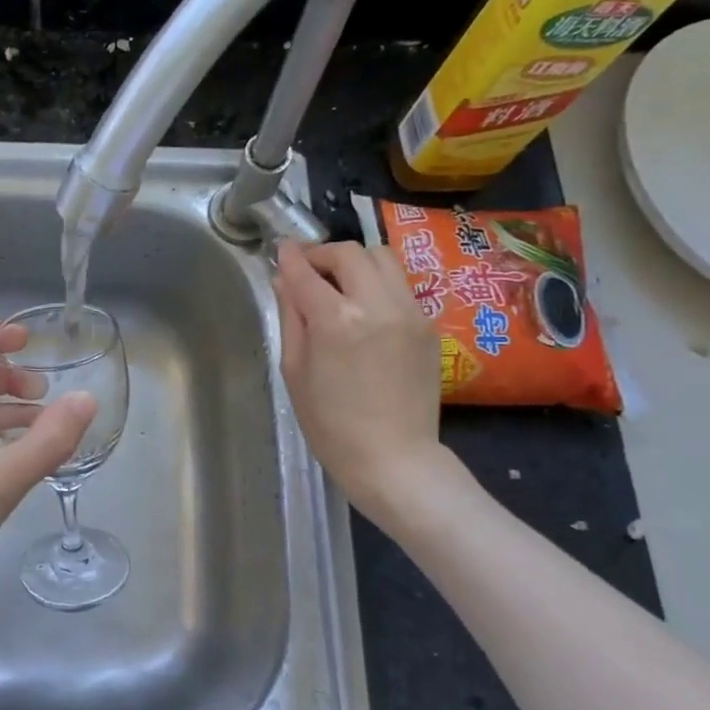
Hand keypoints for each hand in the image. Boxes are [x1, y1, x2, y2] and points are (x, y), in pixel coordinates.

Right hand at [273, 239, 455, 531]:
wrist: (393, 458)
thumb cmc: (331, 424)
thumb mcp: (294, 372)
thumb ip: (291, 318)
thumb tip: (285, 281)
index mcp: (336, 320)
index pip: (307, 272)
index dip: (290, 257)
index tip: (281, 250)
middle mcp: (377, 305)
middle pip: (350, 253)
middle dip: (324, 254)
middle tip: (308, 270)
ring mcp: (409, 312)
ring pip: (383, 259)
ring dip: (355, 263)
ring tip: (339, 284)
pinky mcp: (428, 325)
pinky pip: (400, 286)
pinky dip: (377, 284)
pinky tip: (364, 309)